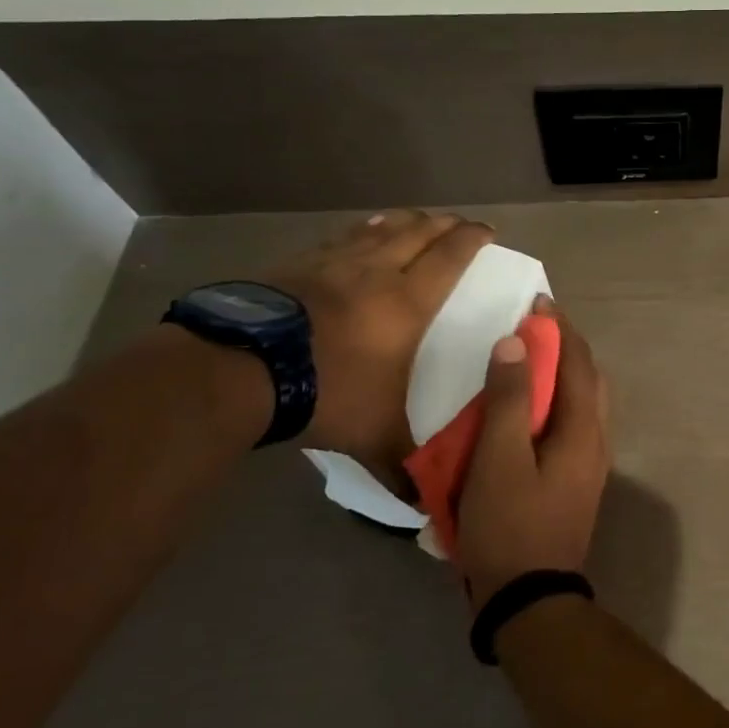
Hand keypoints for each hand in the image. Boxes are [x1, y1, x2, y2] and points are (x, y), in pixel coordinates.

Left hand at [261, 210, 493, 467]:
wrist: (240, 370)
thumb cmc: (325, 392)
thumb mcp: (373, 436)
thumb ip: (403, 466)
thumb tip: (425, 508)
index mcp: (407, 302)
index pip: (450, 257)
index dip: (472, 239)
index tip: (488, 231)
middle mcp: (376, 272)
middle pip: (418, 231)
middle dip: (443, 223)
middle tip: (457, 223)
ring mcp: (333, 264)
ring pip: (378, 228)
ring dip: (403, 221)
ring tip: (413, 219)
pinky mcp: (296, 266)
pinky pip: (339, 239)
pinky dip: (359, 232)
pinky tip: (357, 235)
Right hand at [456, 305, 610, 607]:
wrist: (530, 600)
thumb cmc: (510, 525)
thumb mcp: (499, 459)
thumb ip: (508, 399)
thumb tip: (516, 342)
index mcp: (583, 428)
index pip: (578, 362)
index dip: (559, 328)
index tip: (538, 302)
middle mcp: (596, 440)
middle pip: (588, 379)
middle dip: (565, 348)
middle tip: (533, 329)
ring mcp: (590, 463)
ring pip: (583, 403)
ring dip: (562, 376)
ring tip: (528, 363)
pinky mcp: (577, 481)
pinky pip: (573, 424)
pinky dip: (556, 403)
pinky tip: (529, 412)